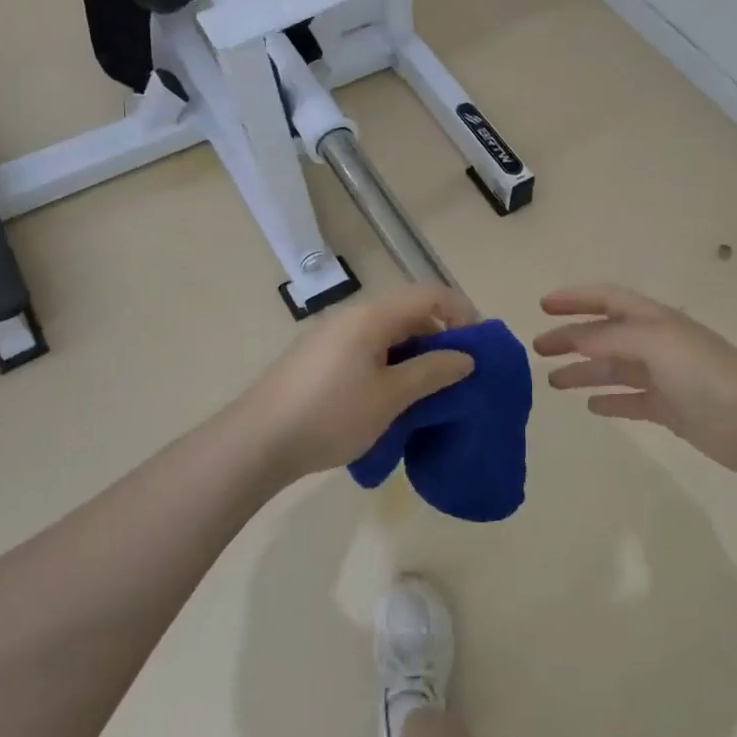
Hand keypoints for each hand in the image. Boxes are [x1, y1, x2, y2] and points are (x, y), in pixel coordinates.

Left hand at [231, 283, 479, 482]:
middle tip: (459, 373)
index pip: (429, 294)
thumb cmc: (330, 415)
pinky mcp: (320, 358)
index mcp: (371, 316)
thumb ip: (431, 372)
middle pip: (409, 311)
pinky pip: (368, 349)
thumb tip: (466, 357)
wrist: (256, 442)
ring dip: (416, 353)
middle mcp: (352, 316)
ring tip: (430, 390)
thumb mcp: (390, 397)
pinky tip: (393, 398)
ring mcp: (332, 337)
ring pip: (388, 333)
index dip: (461, 312)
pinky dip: (391, 364)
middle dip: (440, 336)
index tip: (479, 346)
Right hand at [533, 285, 736, 475]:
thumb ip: (610, 339)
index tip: (543, 306)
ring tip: (553, 382)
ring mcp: (664, 377)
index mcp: (654, 320)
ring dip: (584, 371)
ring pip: (614, 369)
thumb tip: (572, 339)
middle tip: (539, 348)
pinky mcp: (671, 410)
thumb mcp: (655, 343)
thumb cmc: (706, 373)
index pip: (608, 299)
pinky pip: (632, 401)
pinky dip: (610, 401)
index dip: (576, 299)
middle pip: (605, 335)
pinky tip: (591, 406)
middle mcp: (657, 343)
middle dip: (571, 338)